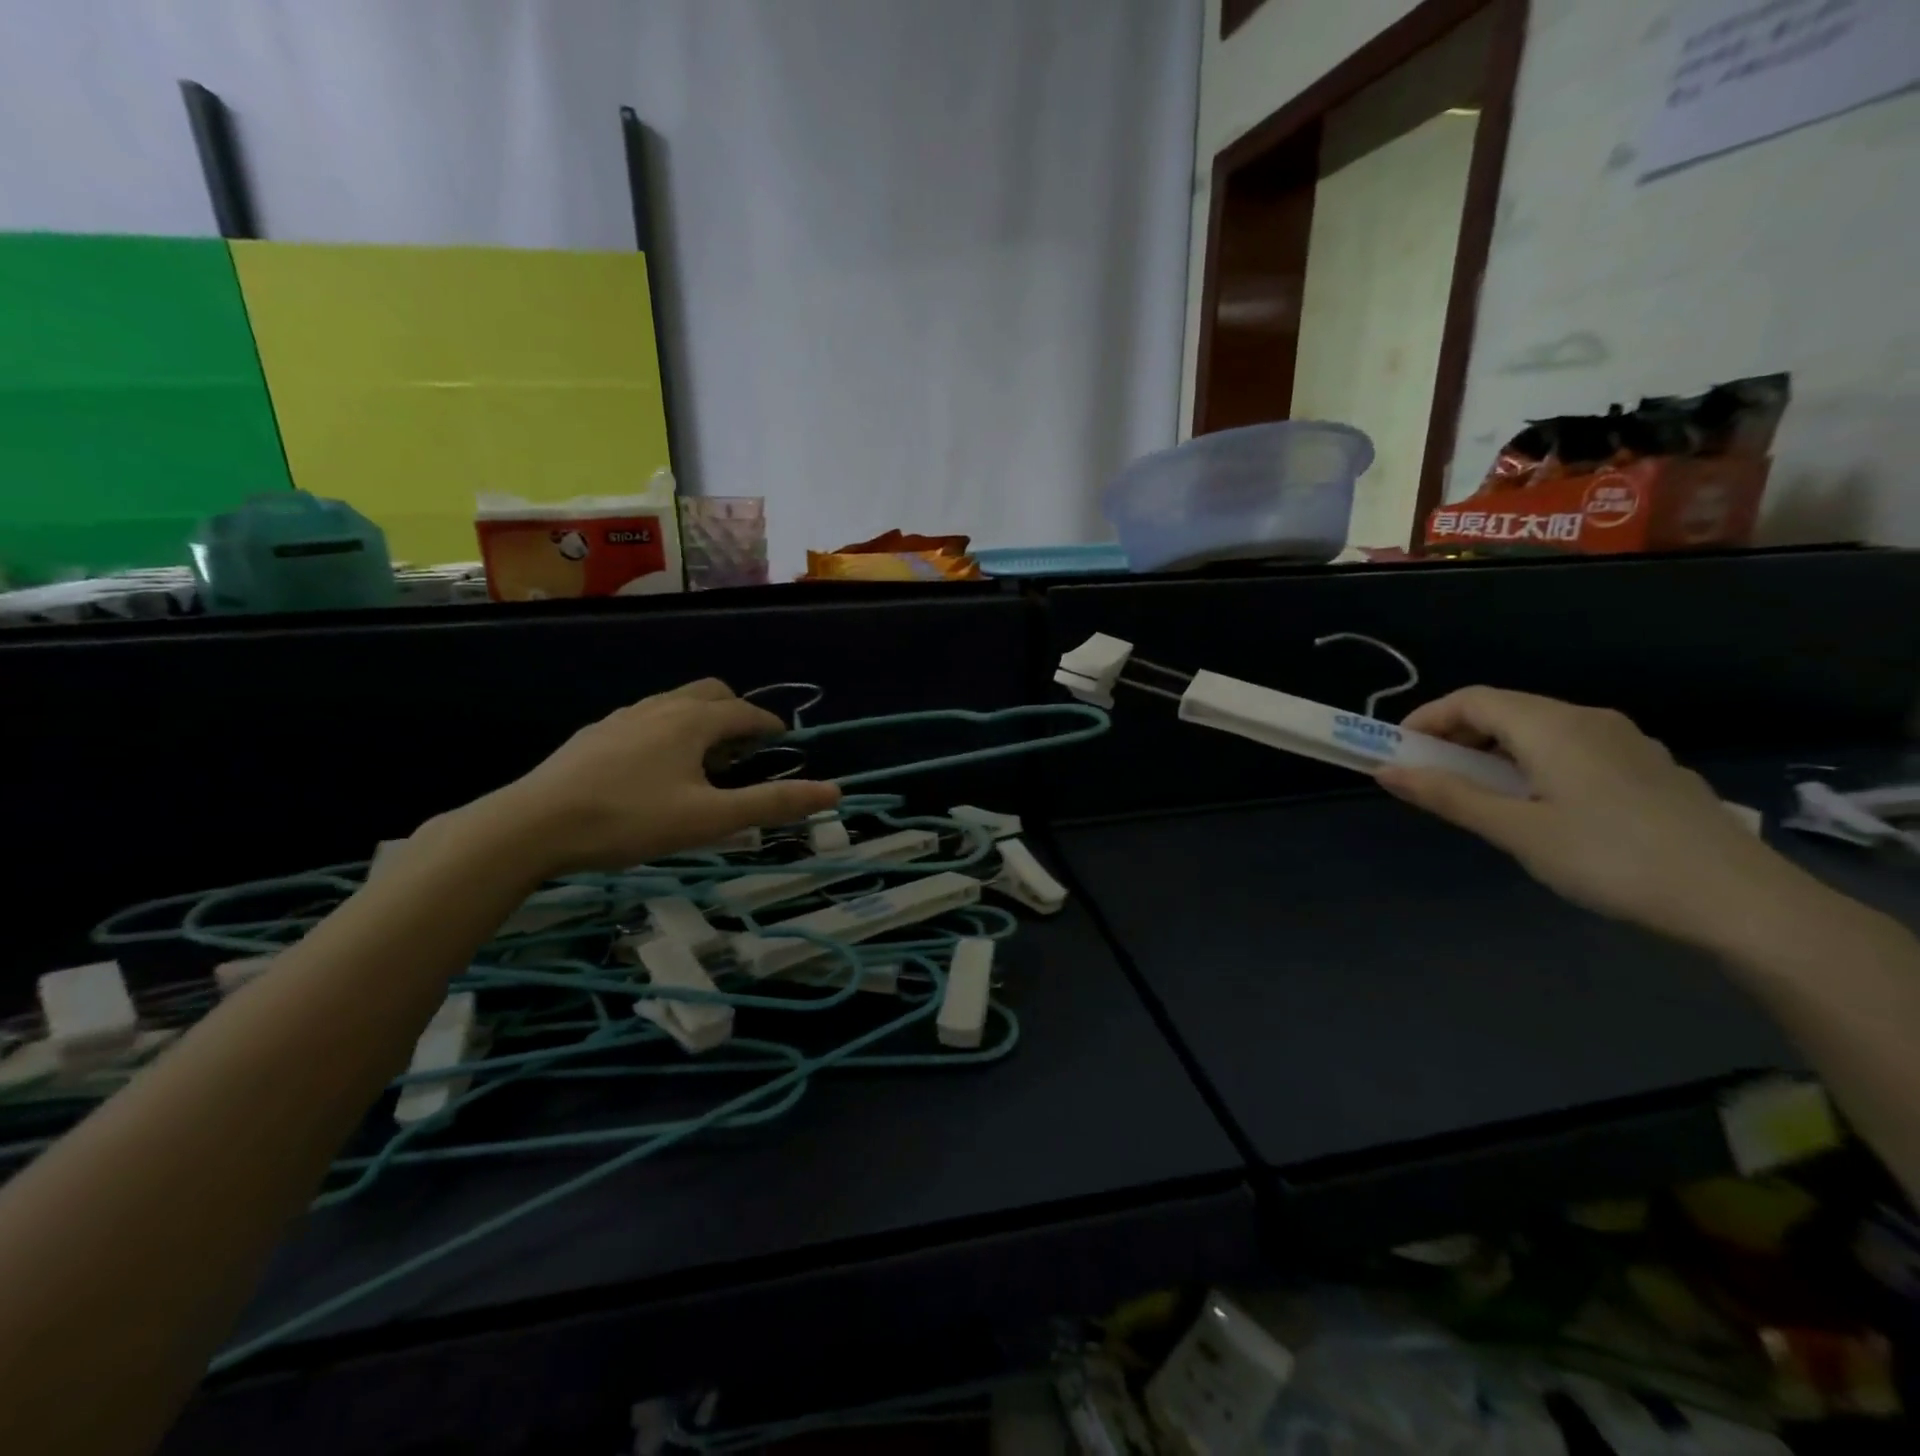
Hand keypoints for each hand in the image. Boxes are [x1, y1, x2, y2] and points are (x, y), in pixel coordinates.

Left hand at [479, 679, 839, 874]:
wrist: (532, 825)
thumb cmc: (630, 819)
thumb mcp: (710, 819)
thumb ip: (772, 804)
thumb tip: (833, 791)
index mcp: (693, 721)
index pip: (746, 711)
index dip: (770, 724)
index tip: (784, 740)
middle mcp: (660, 706)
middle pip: (711, 693)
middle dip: (736, 713)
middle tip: (745, 749)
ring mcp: (623, 717)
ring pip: (676, 704)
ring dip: (701, 722)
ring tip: (704, 761)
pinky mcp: (596, 734)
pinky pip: (646, 718)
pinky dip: (669, 730)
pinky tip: (655, 768)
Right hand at [1376, 687, 1819, 951]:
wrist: (1740, 901)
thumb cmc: (1611, 859)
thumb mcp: (1517, 831)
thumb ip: (1448, 796)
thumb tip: (1385, 771)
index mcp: (1552, 726)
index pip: (1471, 699)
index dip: (1426, 718)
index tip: (1398, 752)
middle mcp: (1588, 719)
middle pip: (1505, 710)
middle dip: (1456, 737)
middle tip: (1431, 778)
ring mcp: (1625, 742)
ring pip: (1538, 730)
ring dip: (1493, 751)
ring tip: (1478, 796)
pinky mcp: (1647, 767)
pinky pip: (1571, 748)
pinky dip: (1532, 762)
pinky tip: (1539, 805)